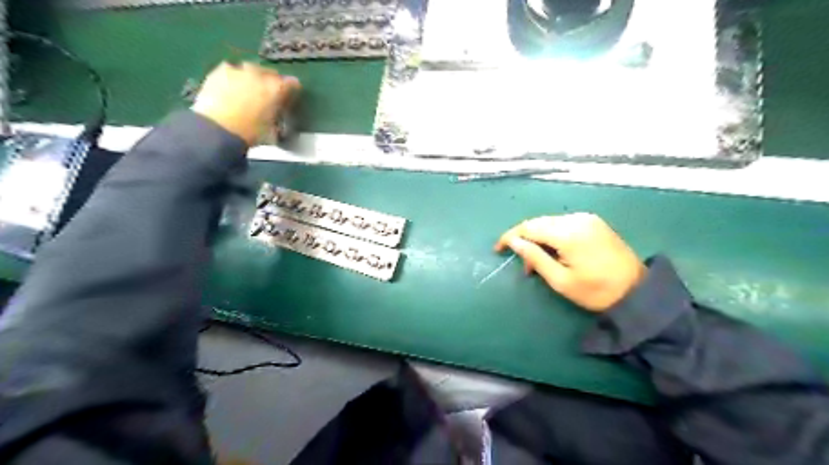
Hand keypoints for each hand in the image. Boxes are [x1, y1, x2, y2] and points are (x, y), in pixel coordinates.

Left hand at [190, 61, 301, 144]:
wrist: (217, 128)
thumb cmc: (250, 133)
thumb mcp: (273, 131)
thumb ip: (279, 120)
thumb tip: (279, 119)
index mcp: (276, 89)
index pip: (292, 84)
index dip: (292, 91)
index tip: (289, 98)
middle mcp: (259, 75)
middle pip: (270, 73)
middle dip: (272, 82)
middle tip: (269, 95)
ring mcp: (238, 70)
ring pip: (250, 69)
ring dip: (252, 77)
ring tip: (249, 90)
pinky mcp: (219, 71)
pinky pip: (231, 70)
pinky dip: (234, 78)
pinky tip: (231, 88)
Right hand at [492, 214, 647, 311]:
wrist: (637, 291)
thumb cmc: (596, 291)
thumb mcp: (560, 280)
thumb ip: (534, 257)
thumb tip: (513, 242)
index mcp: (568, 233)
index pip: (529, 227)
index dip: (510, 237)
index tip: (498, 249)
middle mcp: (576, 219)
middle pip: (538, 222)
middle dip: (524, 239)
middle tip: (523, 263)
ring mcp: (587, 218)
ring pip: (550, 222)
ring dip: (538, 237)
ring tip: (537, 261)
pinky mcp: (593, 221)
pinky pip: (563, 223)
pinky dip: (552, 235)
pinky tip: (553, 251)